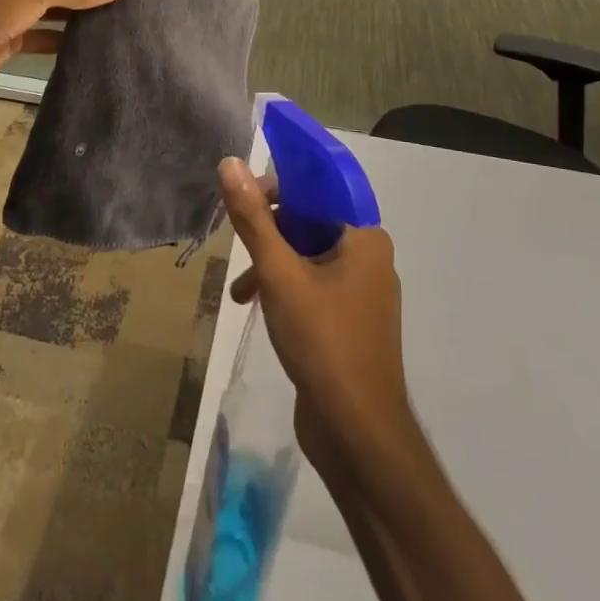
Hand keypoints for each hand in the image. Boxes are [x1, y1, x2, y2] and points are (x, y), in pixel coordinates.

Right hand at [219, 157, 409, 472]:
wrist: (358, 436)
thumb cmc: (323, 342)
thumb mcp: (279, 274)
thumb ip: (253, 218)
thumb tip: (231, 163)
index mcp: (364, 237)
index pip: (320, 187)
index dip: (280, 184)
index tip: (244, 196)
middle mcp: (368, 257)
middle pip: (310, 220)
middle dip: (269, 230)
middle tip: (237, 242)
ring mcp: (360, 292)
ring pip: (306, 254)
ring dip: (270, 262)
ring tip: (241, 286)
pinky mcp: (348, 321)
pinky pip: (311, 284)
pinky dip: (282, 287)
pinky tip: (253, 306)